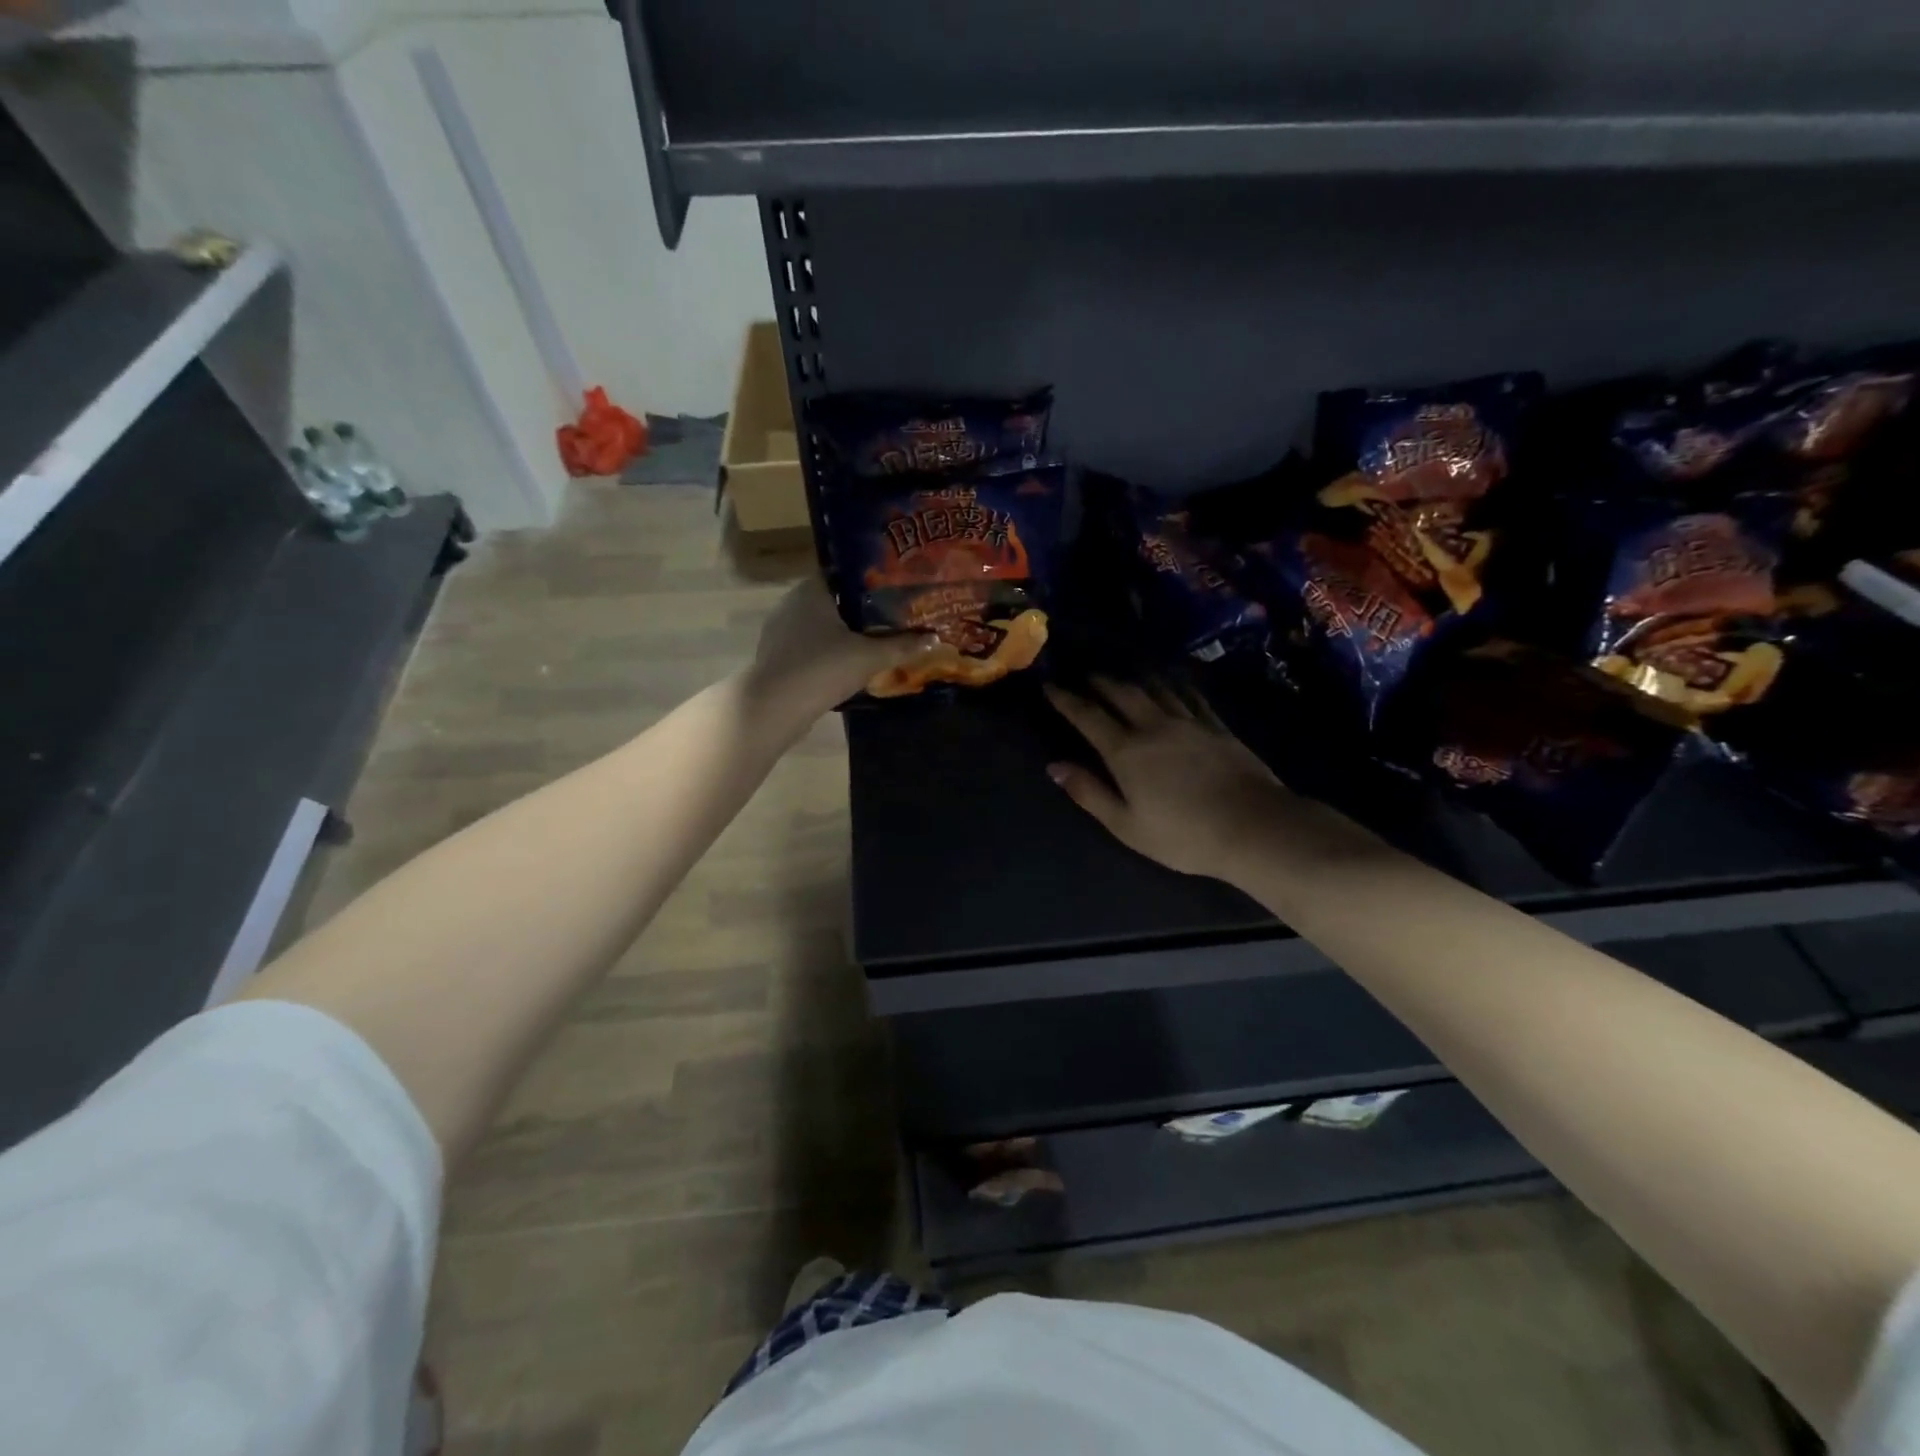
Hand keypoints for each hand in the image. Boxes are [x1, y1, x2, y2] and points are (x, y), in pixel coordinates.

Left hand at [746, 576, 937, 719]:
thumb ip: (901, 646)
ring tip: (870, 642)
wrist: (775, 706)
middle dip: (858, 610)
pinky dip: (824, 651)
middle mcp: (792, 602)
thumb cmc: (823, 668)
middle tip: (888, 618)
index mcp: (812, 590)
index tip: (891, 590)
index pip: (842, 573)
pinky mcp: (775, 655)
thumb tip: (934, 639)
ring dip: (840, 633)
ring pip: (818, 624)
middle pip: (832, 600)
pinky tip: (843, 665)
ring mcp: (779, 630)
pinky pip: (806, 645)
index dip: (868, 580)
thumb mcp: (869, 657)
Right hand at [1043, 678, 1303, 883]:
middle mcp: (1154, 726)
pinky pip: (1190, 695)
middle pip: (1121, 692)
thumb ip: (1089, 793)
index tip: (1049, 685)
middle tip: (1084, 675)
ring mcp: (1189, 722)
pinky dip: (1174, 684)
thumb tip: (1055, 766)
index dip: (1066, 699)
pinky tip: (1171, 681)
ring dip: (1133, 677)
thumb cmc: (1183, 836)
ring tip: (1122, 674)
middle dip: (1098, 681)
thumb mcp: (1126, 825)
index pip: (1087, 715)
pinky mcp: (1217, 726)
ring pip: (1155, 687)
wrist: (1254, 828)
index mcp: (1126, 751)